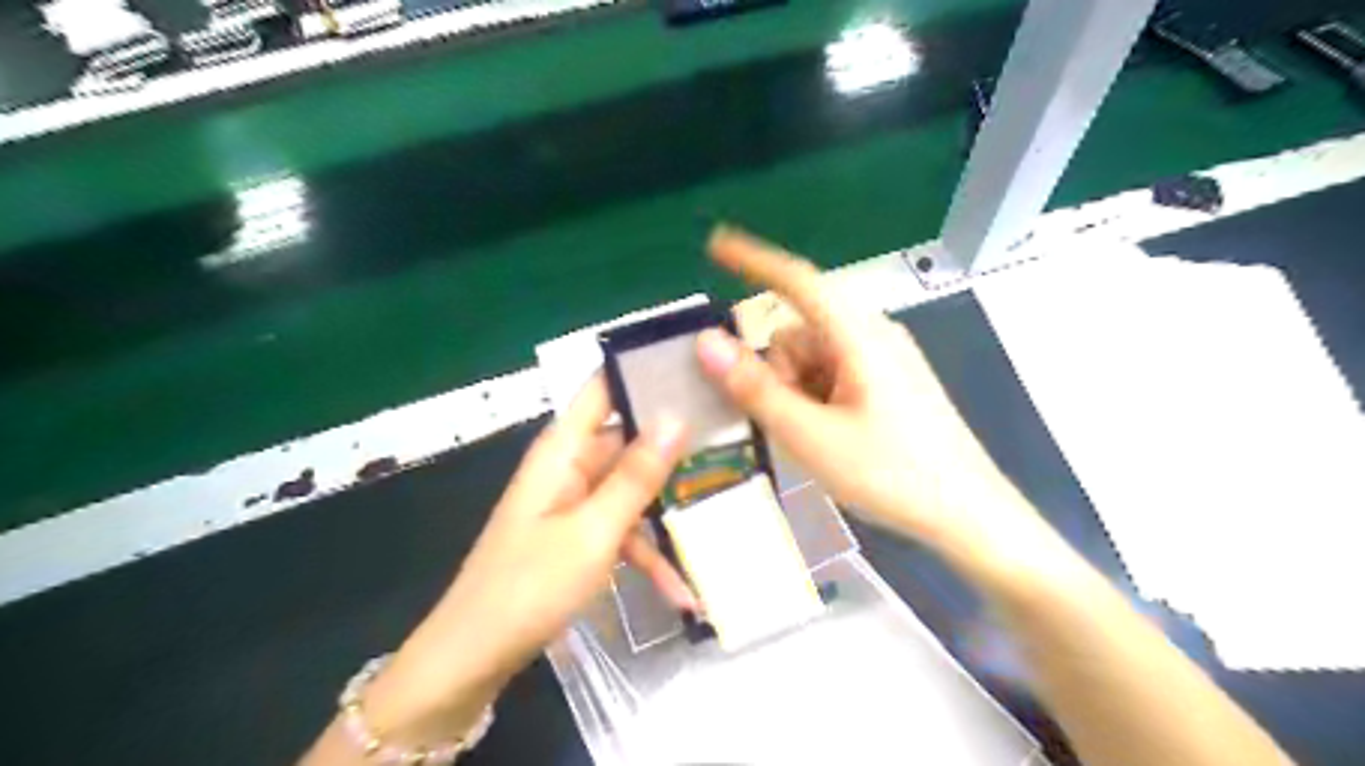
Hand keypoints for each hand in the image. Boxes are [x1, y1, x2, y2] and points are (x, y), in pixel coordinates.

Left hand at [357, 376, 692, 746]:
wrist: (474, 657)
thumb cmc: (531, 584)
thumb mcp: (594, 530)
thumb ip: (637, 475)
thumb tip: (677, 416)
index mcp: (565, 449)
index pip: (604, 387)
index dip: (644, 370)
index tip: (697, 367)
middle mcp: (571, 465)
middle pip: (630, 439)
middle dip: (677, 445)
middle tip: (734, 442)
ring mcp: (576, 502)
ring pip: (633, 489)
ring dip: (669, 511)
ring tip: (724, 513)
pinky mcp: (580, 535)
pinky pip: (622, 531)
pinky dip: (648, 556)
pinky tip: (684, 592)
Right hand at [698, 225, 1047, 565]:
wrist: (968, 515)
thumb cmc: (892, 474)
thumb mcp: (811, 436)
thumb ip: (756, 389)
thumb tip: (706, 342)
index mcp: (858, 335)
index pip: (798, 280)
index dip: (753, 259)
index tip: (714, 246)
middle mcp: (873, 335)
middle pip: (799, 331)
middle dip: (779, 371)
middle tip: (788, 423)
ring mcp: (884, 359)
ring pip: (813, 357)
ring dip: (797, 391)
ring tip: (815, 440)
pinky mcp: (889, 382)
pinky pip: (835, 374)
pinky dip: (818, 399)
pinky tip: (832, 439)